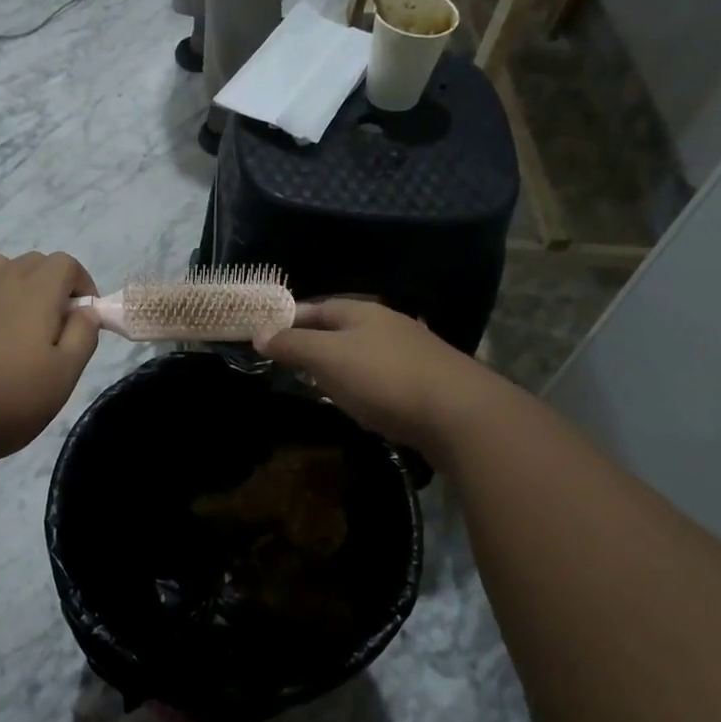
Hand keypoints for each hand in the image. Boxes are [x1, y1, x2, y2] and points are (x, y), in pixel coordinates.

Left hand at [0, 252, 99, 463]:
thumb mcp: (65, 374)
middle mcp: (1, 284)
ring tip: (17, 312)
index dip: (82, 283)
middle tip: (56, 324)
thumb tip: (87, 311)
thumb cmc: (12, 397)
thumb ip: (82, 337)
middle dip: (51, 282)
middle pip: (32, 261)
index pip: (66, 263)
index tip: (85, 316)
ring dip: (11, 278)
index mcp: (38, 294)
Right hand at [254, 299, 493, 457]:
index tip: (269, 333)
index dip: (292, 318)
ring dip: (342, 363)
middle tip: (289, 359)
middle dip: (316, 340)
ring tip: (320, 382)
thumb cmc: (384, 379)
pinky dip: (365, 383)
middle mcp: (390, 324)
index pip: (319, 306)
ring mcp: (413, 353)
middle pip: (344, 327)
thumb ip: (293, 345)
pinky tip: (361, 401)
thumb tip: (259, 332)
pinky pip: (384, 376)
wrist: (461, 414)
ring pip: (365, 352)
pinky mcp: (428, 382)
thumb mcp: (329, 359)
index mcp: (363, 312)